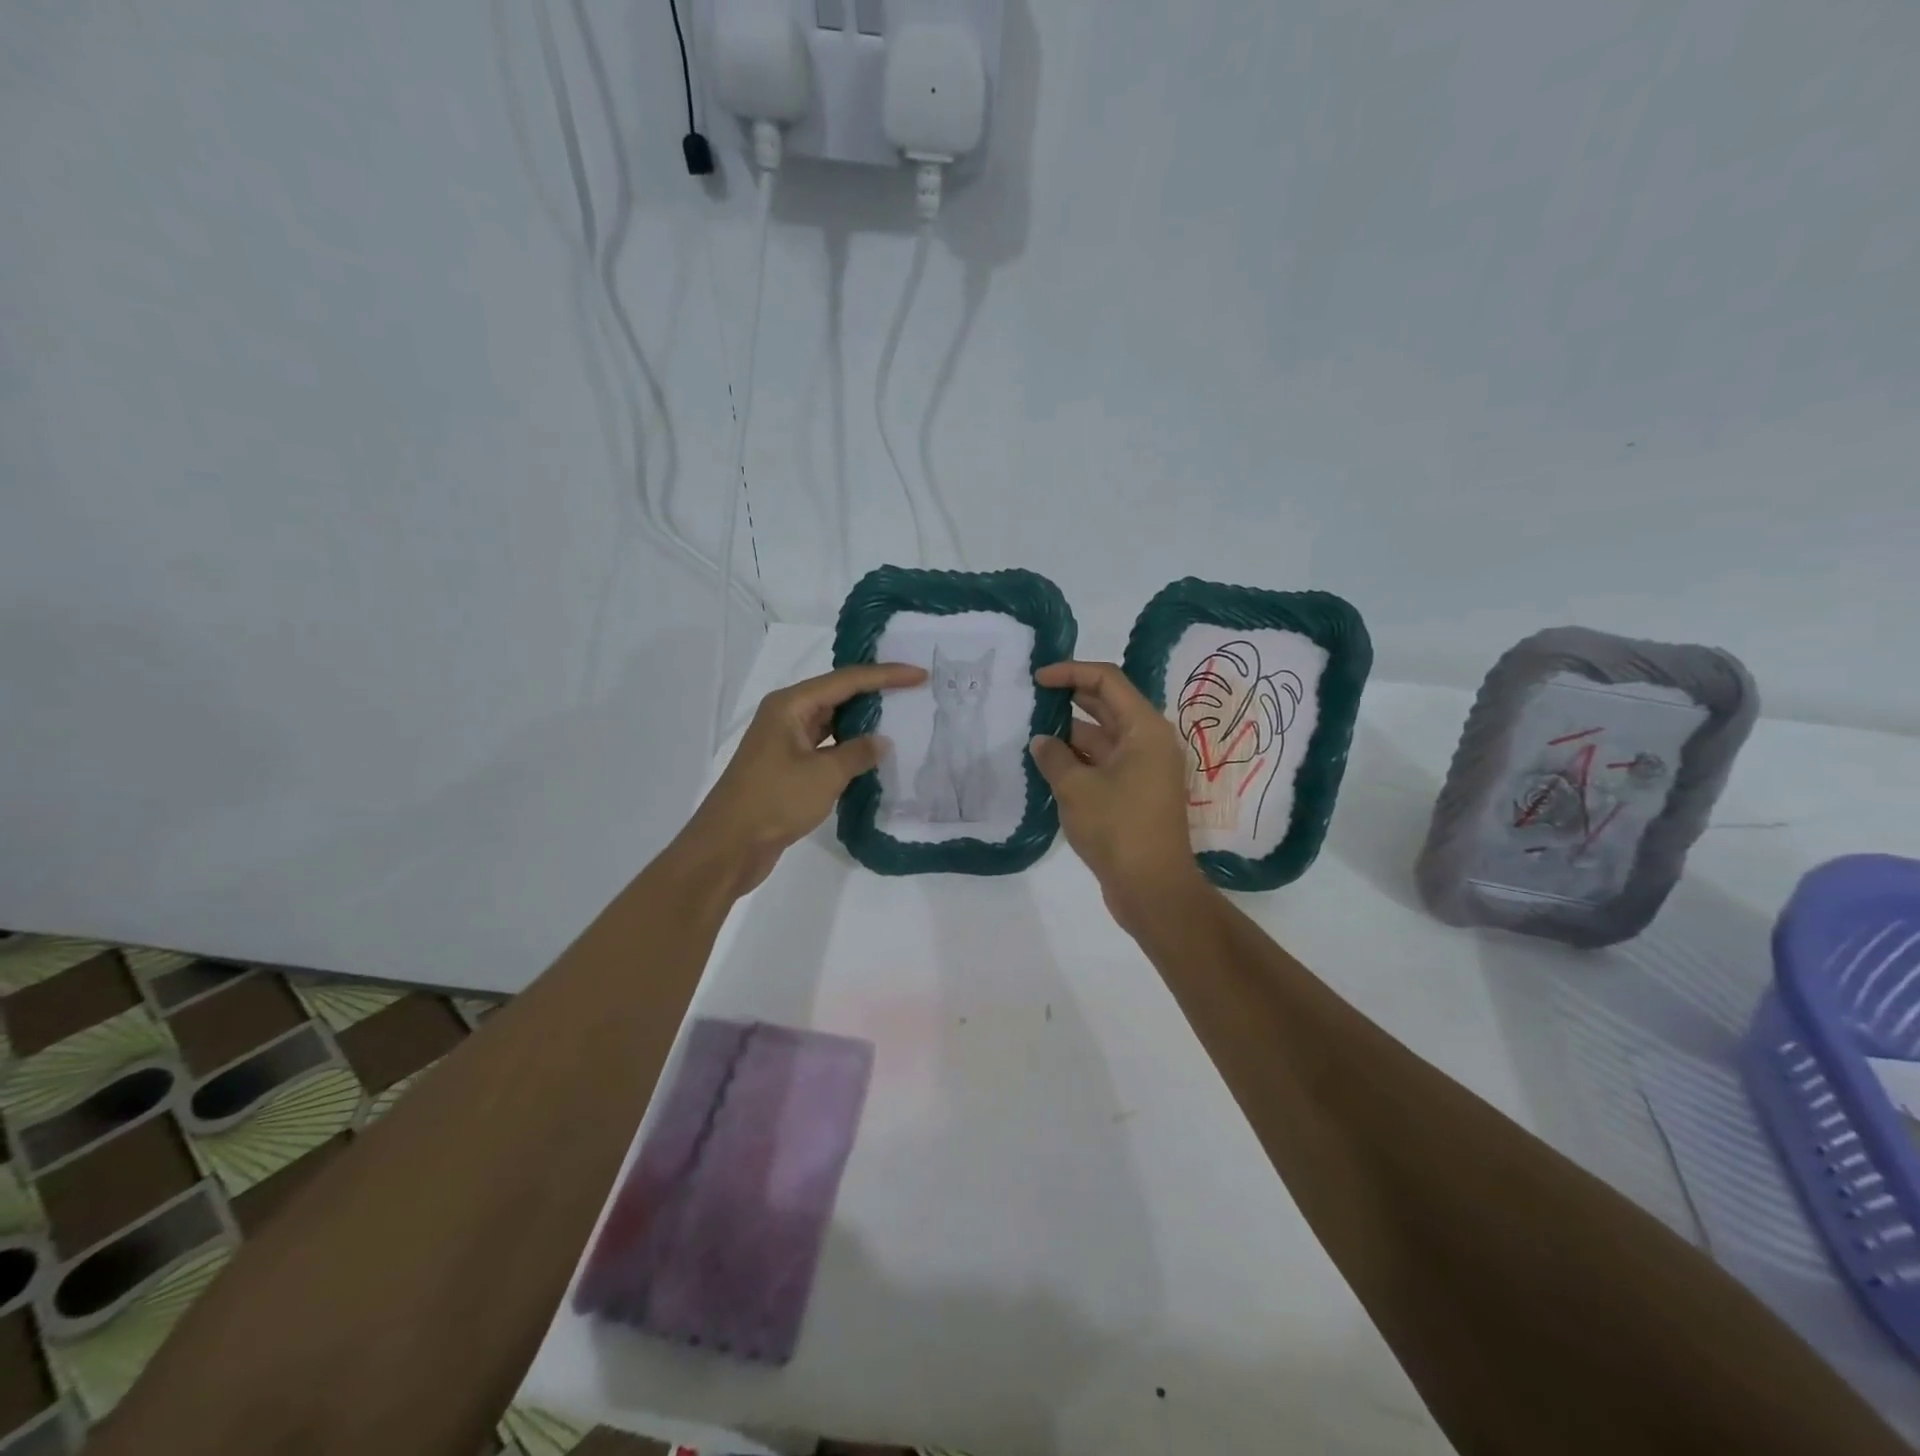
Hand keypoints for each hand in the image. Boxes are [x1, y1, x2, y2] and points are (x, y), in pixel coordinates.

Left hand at [676, 662, 925, 897]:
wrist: (729, 845)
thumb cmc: (774, 801)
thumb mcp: (824, 775)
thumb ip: (858, 753)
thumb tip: (882, 741)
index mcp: (791, 705)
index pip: (846, 680)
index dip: (886, 676)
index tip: (919, 675)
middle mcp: (786, 716)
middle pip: (837, 695)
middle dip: (875, 693)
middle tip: (913, 691)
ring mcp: (785, 742)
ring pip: (832, 722)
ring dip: (863, 722)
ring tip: (900, 719)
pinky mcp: (787, 767)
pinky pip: (825, 747)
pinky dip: (849, 748)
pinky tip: (873, 755)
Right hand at [1029, 661, 1208, 928]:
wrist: (1152, 888)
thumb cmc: (1118, 829)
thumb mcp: (1076, 788)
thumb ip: (1054, 757)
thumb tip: (1042, 741)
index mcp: (1145, 729)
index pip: (1107, 681)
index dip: (1071, 672)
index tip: (1037, 679)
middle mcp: (1149, 742)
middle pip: (1107, 705)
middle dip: (1069, 698)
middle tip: (1032, 699)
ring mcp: (1144, 768)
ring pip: (1104, 736)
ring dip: (1071, 732)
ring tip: (1032, 732)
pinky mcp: (1135, 792)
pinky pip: (1104, 762)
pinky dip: (1079, 758)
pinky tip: (1048, 764)